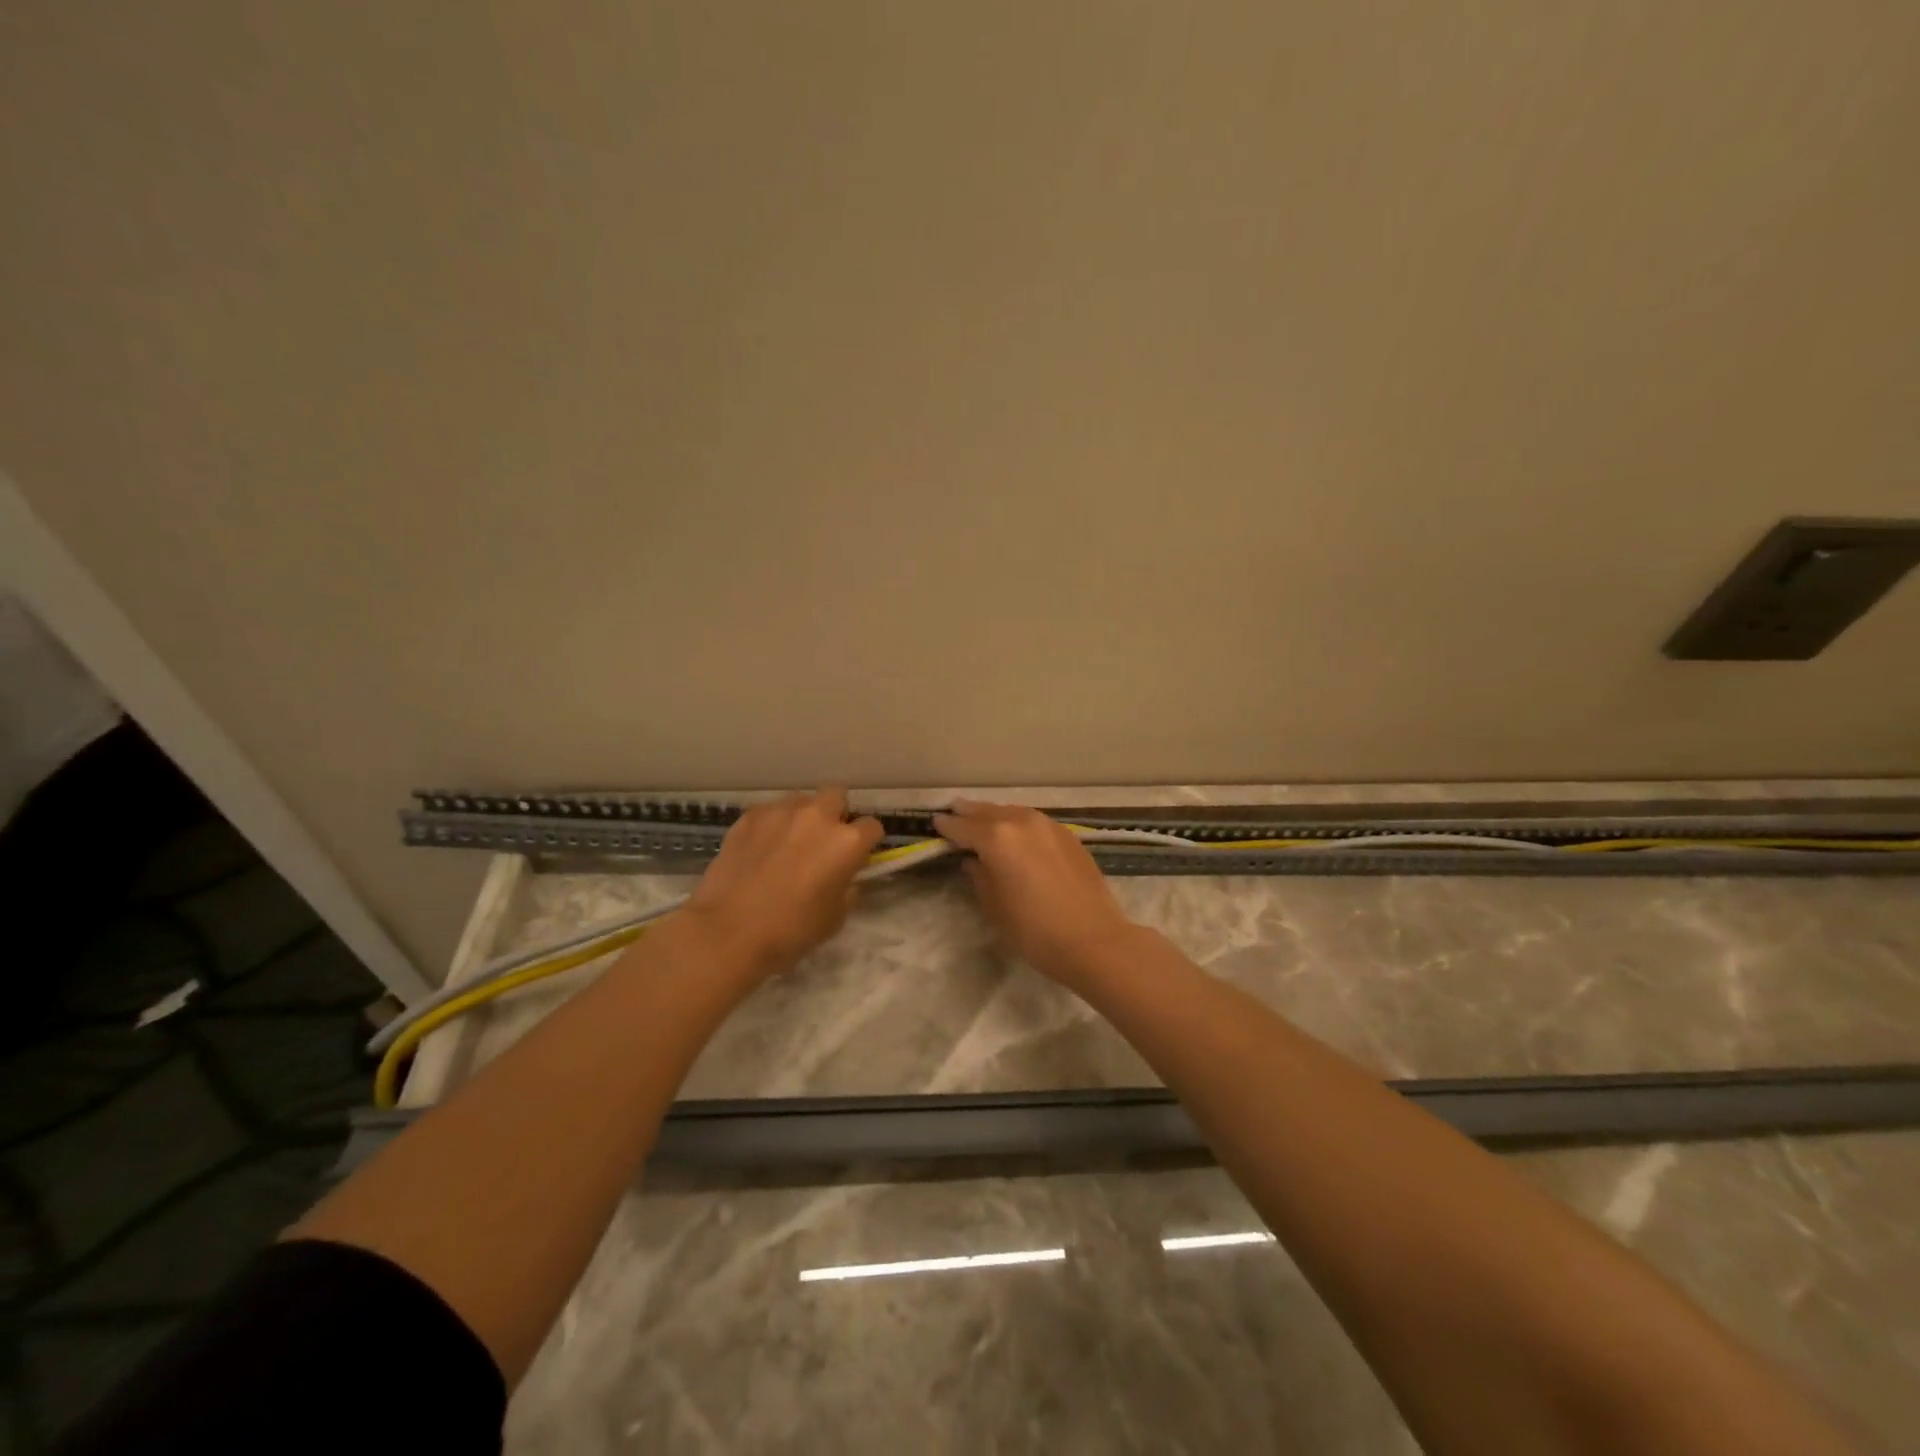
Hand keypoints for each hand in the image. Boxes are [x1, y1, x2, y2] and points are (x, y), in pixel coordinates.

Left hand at [685, 788, 883, 975]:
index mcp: (847, 842)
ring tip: (788, 843)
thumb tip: (846, 876)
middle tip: (823, 842)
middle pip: (837, 796)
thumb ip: (848, 888)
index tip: (857, 857)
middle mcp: (818, 816)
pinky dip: (771, 825)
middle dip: (835, 814)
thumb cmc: (790, 931)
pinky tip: (760, 849)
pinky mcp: (750, 816)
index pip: (872, 827)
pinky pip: (770, 812)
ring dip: (802, 817)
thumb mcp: (835, 918)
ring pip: (801, 801)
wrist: (728, 931)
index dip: (867, 843)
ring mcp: (781, 811)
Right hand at [934, 799, 1139, 984]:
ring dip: (995, 815)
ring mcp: (1048, 825)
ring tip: (983, 819)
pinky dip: (1019, 823)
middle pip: (987, 811)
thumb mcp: (995, 907)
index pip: (962, 827)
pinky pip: (1034, 821)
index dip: (947, 826)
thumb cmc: (1034, 930)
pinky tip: (1017, 833)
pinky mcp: (1068, 835)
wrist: (1093, 939)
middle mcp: (1021, 822)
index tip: (935, 823)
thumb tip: (973, 861)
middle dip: (969, 812)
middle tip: (954, 811)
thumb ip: (980, 877)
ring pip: (1013, 812)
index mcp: (996, 838)